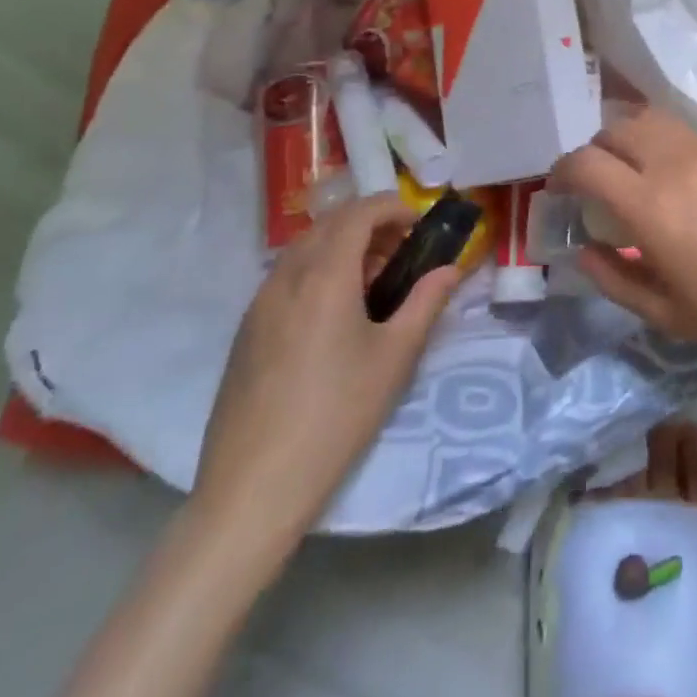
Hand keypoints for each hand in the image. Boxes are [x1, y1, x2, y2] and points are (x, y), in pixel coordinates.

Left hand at [190, 194, 458, 554]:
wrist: (253, 489)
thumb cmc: (337, 415)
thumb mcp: (395, 357)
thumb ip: (426, 302)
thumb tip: (451, 269)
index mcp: (324, 276)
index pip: (358, 213)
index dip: (392, 207)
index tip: (419, 224)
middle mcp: (286, 278)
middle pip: (328, 225)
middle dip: (368, 224)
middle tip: (401, 251)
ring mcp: (258, 305)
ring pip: (304, 250)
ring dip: (341, 246)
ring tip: (372, 282)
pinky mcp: (245, 332)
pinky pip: (285, 278)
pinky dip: (316, 271)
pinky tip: (335, 314)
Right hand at [550, 108, 696, 365]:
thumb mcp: (669, 313)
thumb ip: (615, 279)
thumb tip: (584, 251)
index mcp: (650, 204)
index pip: (585, 162)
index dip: (561, 172)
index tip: (558, 191)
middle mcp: (672, 161)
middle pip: (613, 128)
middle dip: (592, 151)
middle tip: (593, 185)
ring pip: (647, 117)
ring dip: (625, 137)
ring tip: (629, 174)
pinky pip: (678, 128)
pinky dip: (657, 139)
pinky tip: (669, 175)